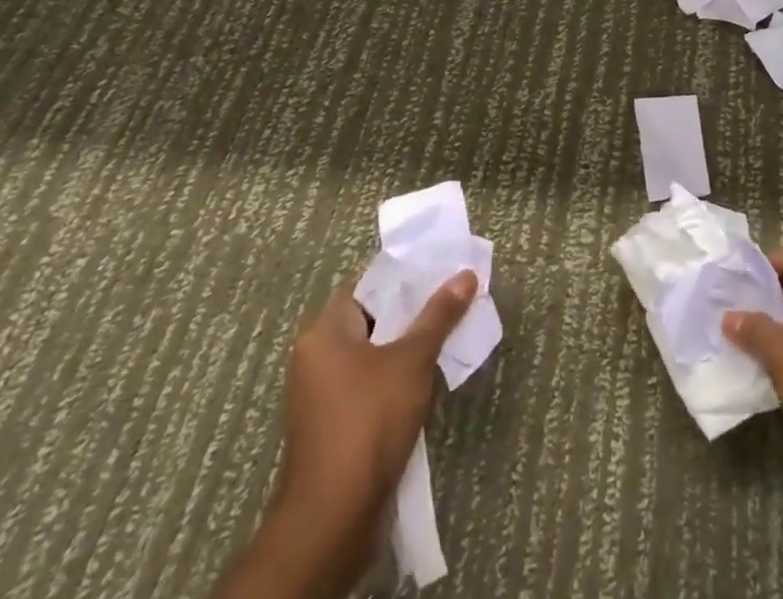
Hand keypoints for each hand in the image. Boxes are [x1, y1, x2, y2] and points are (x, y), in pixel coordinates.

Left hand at [209, 272, 477, 598]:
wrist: (332, 520)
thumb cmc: (368, 423)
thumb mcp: (412, 360)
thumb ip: (439, 315)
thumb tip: (466, 275)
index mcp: (324, 331)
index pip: (368, 282)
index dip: (406, 271)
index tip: (443, 263)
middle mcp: (317, 356)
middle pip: (373, 315)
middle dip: (414, 307)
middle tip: (455, 293)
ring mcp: (323, 393)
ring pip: (374, 350)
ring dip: (409, 342)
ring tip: (451, 329)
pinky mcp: (335, 423)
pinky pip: (371, 380)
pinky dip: (398, 373)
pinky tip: (429, 373)